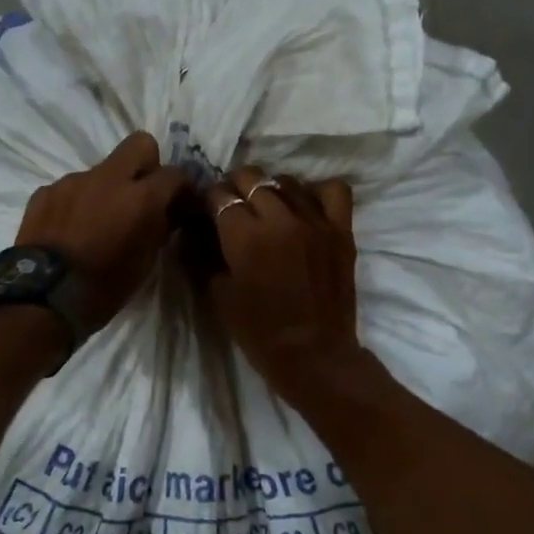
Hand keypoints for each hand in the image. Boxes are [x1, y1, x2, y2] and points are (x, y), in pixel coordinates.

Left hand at [16, 132, 191, 332]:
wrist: (42, 298)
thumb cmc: (104, 287)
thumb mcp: (145, 262)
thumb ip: (160, 228)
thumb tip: (169, 212)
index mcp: (141, 197)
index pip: (175, 173)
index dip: (182, 187)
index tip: (180, 203)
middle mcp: (108, 178)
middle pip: (139, 144)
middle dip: (147, 164)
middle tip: (142, 194)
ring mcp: (73, 181)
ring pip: (102, 170)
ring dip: (108, 188)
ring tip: (98, 221)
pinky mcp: (45, 191)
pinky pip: (72, 188)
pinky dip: (78, 202)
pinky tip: (71, 229)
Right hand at [200, 166, 362, 402]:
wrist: (314, 355)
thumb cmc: (259, 332)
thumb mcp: (219, 294)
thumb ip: (203, 254)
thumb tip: (192, 229)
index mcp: (245, 236)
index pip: (219, 195)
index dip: (208, 199)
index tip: (206, 210)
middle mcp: (280, 218)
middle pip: (251, 178)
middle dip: (235, 188)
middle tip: (232, 207)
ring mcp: (315, 221)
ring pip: (286, 181)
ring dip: (270, 189)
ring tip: (266, 207)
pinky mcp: (341, 230)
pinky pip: (332, 190)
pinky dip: (316, 192)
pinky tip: (305, 207)